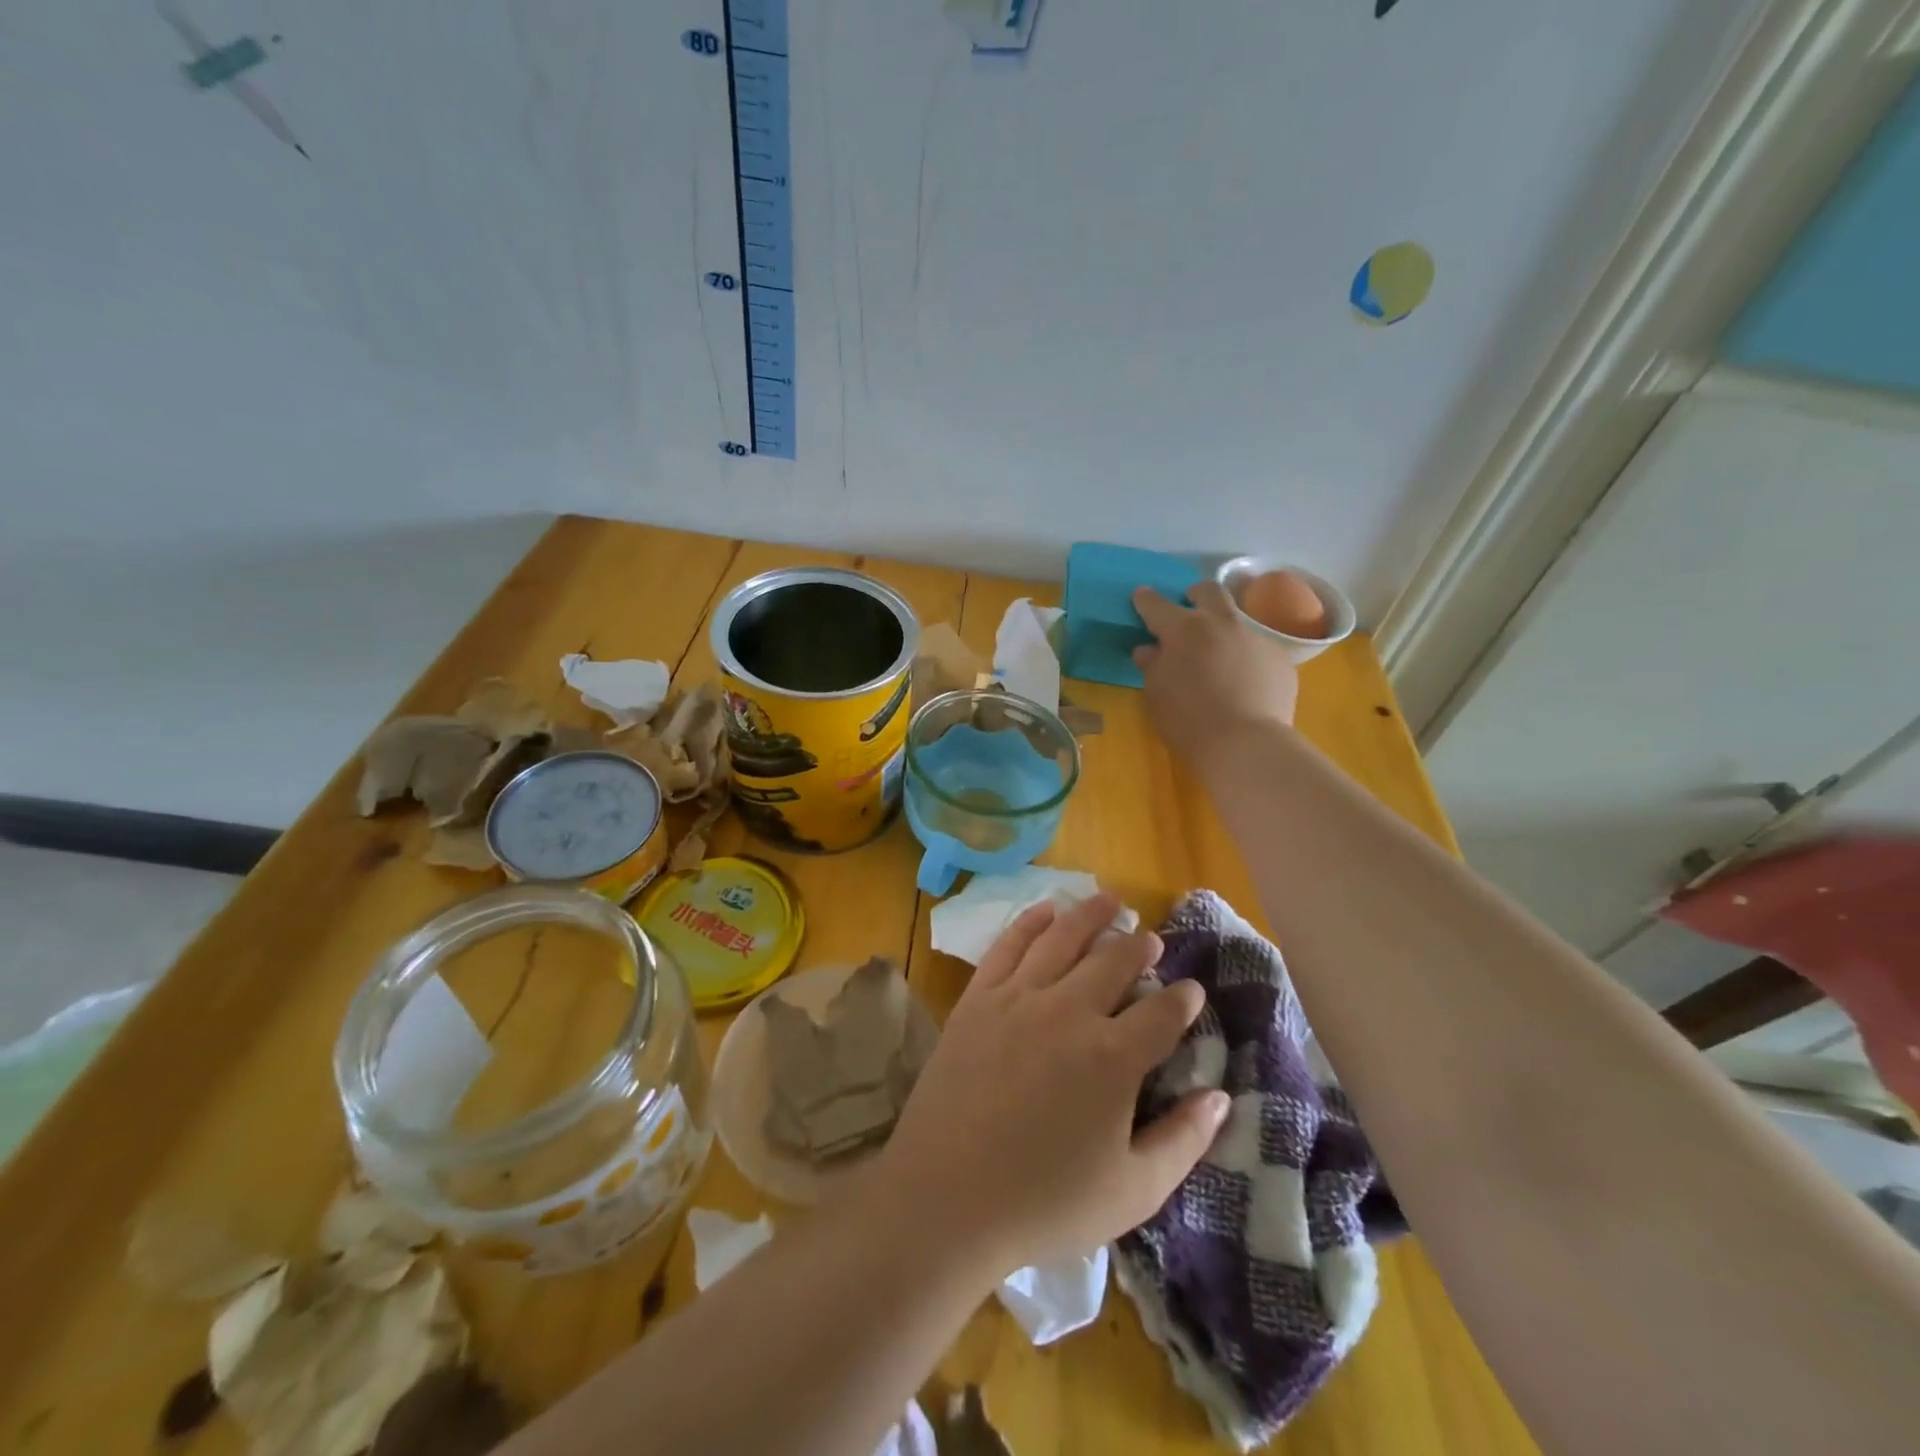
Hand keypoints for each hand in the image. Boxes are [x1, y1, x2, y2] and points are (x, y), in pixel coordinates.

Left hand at [874, 896, 1230, 1278]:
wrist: (946, 1196)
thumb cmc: (1044, 1202)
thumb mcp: (1132, 1191)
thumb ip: (1183, 1141)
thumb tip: (1221, 1097)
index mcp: (1114, 1057)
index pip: (1162, 1013)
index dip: (1183, 998)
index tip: (1192, 989)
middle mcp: (1070, 1011)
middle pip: (1115, 961)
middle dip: (1140, 946)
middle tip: (1151, 938)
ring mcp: (1018, 998)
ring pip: (1063, 938)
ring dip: (1091, 914)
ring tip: (1110, 899)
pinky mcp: (978, 999)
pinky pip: (1008, 946)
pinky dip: (1030, 922)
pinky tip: (1046, 910)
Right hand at [1132, 581, 1298, 760]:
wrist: (1246, 744)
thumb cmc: (1188, 721)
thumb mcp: (1157, 694)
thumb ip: (1152, 665)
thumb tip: (1150, 650)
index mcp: (1184, 630)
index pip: (1157, 605)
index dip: (1146, 600)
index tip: (1141, 597)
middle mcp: (1222, 623)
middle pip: (1209, 591)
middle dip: (1195, 595)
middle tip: (1188, 609)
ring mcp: (1256, 638)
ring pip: (1238, 620)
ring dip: (1224, 630)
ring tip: (1219, 657)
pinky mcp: (1280, 658)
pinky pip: (1258, 649)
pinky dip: (1246, 658)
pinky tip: (1244, 683)